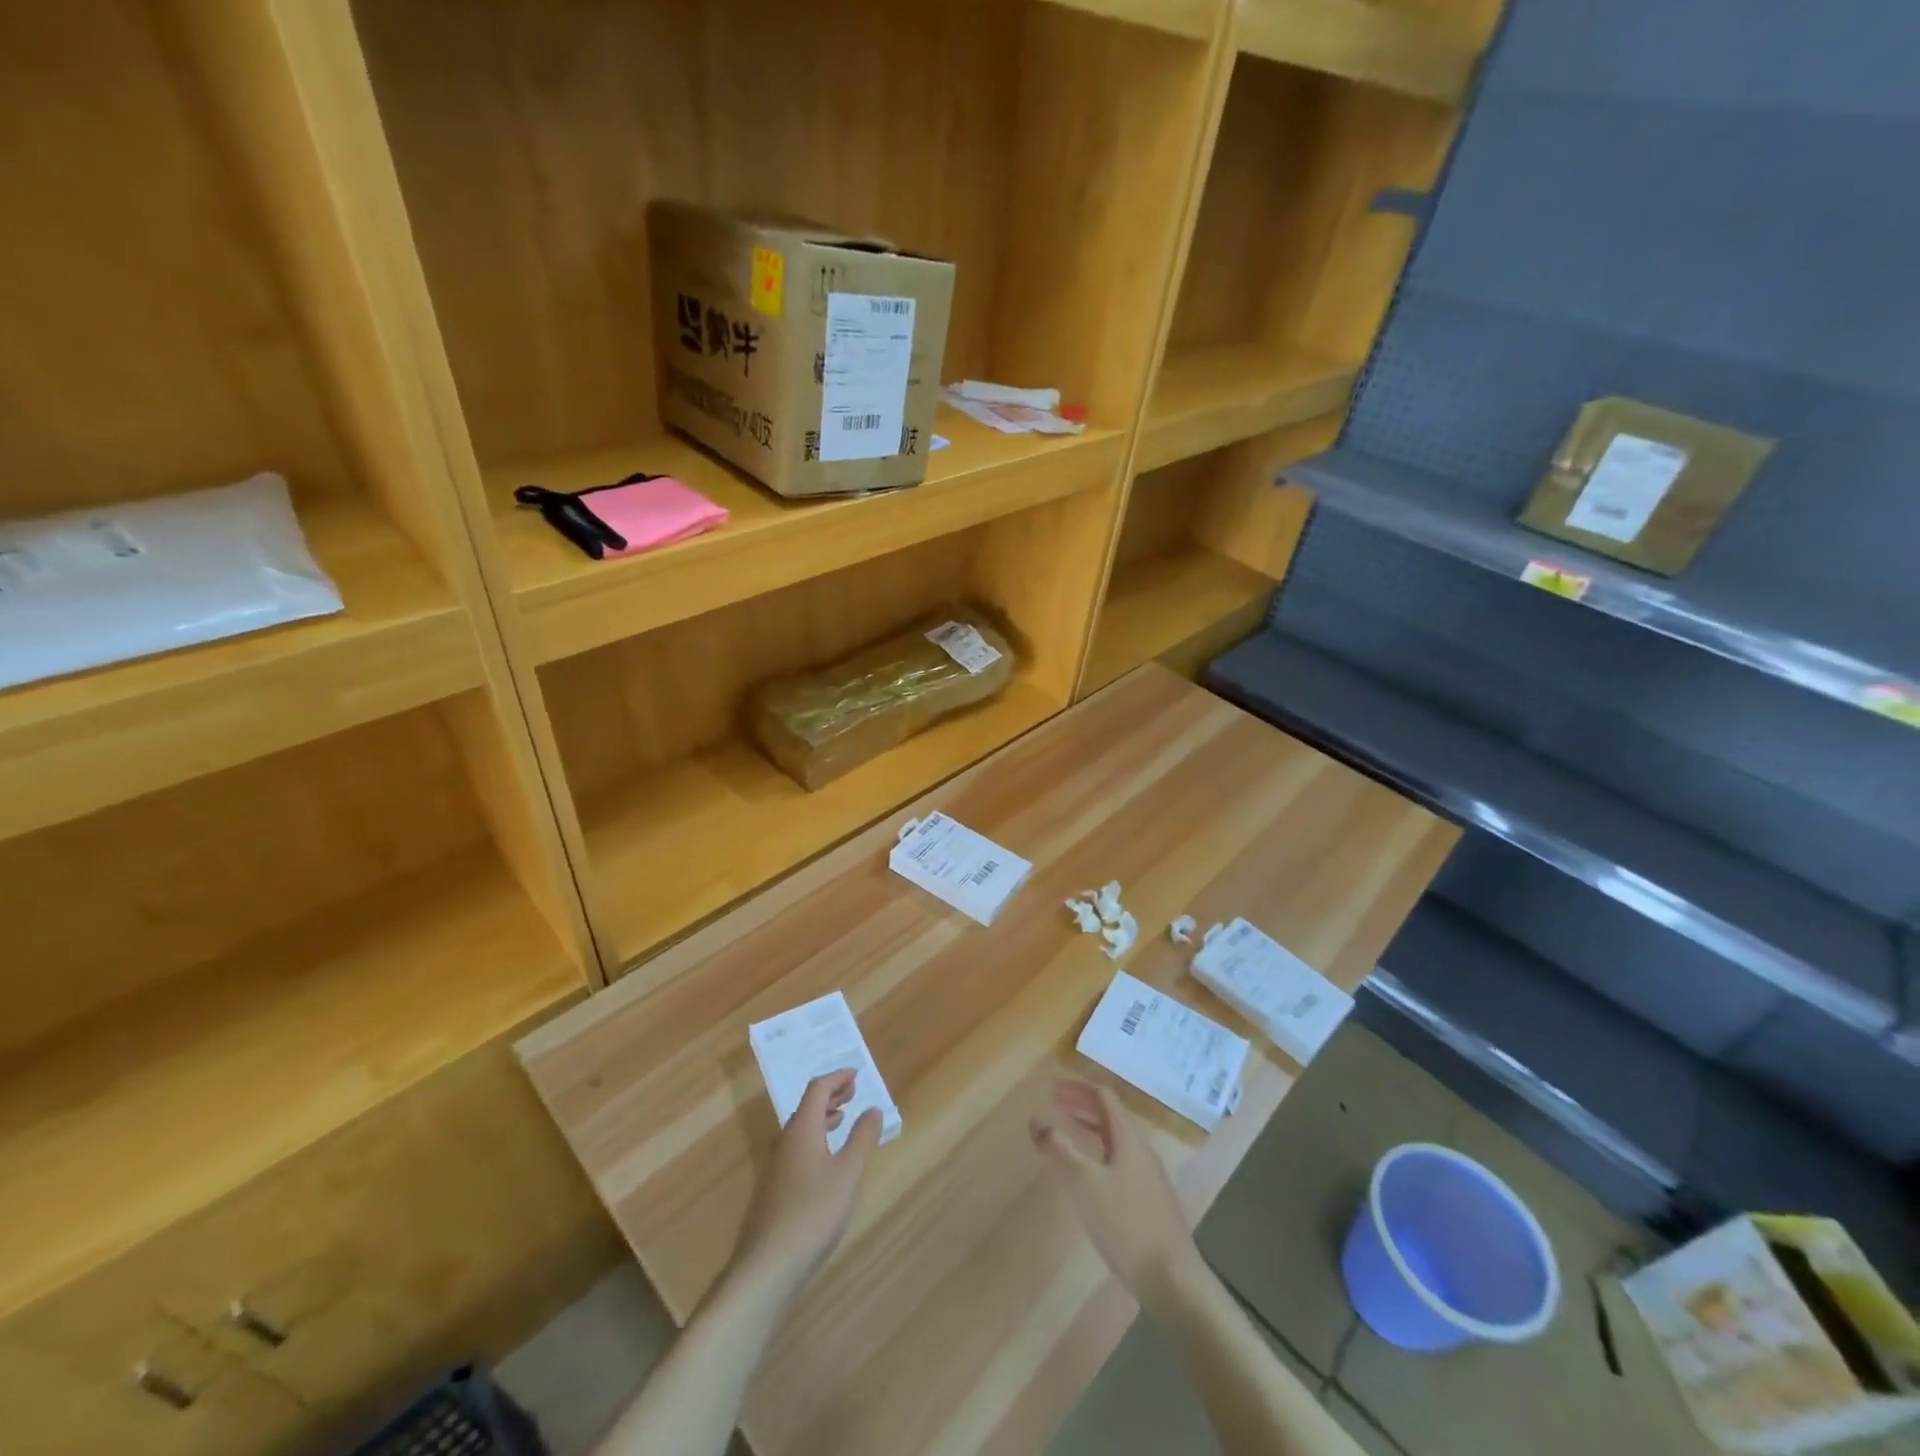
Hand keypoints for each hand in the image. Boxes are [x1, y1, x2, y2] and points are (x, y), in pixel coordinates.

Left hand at [732, 1070, 883, 1293]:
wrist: (767, 1265)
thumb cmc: (813, 1213)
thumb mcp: (848, 1173)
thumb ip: (862, 1138)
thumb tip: (873, 1109)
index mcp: (803, 1130)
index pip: (817, 1089)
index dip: (837, 1078)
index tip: (855, 1075)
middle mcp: (786, 1141)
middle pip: (806, 1106)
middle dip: (830, 1095)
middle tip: (852, 1092)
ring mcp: (776, 1166)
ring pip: (800, 1129)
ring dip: (822, 1117)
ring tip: (841, 1119)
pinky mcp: (774, 1189)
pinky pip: (797, 1148)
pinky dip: (815, 1139)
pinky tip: (826, 1160)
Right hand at [1031, 1078, 1198, 1300]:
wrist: (1173, 1279)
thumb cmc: (1126, 1224)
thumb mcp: (1085, 1184)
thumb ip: (1060, 1150)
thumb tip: (1036, 1120)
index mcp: (1128, 1138)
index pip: (1104, 1097)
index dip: (1077, 1088)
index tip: (1052, 1087)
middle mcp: (1141, 1150)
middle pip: (1111, 1116)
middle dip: (1082, 1105)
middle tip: (1054, 1103)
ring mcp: (1149, 1176)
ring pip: (1116, 1139)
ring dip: (1091, 1128)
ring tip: (1068, 1130)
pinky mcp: (1150, 1200)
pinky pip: (1120, 1160)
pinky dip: (1100, 1151)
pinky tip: (1090, 1173)